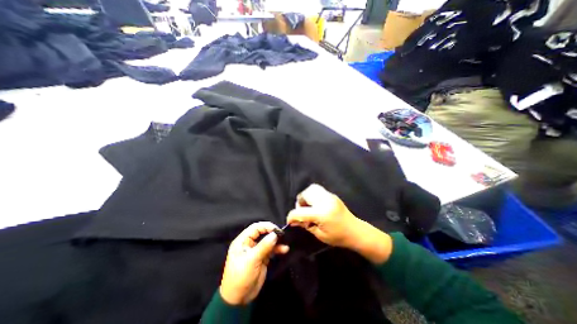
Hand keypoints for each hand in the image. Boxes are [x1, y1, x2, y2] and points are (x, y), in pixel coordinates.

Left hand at [220, 221, 287, 304]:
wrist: (239, 300)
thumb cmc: (241, 277)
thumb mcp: (251, 260)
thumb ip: (264, 246)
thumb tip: (275, 234)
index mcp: (242, 241)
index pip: (255, 228)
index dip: (265, 226)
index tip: (276, 229)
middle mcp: (249, 243)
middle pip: (262, 233)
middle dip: (272, 233)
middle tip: (282, 234)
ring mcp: (256, 251)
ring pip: (268, 241)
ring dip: (276, 241)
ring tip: (285, 241)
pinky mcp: (262, 258)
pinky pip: (271, 250)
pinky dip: (278, 249)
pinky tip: (284, 249)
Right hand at [287, 185, 361, 247]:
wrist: (355, 231)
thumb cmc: (338, 237)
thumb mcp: (320, 235)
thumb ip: (306, 225)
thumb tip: (295, 221)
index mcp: (321, 214)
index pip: (300, 212)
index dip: (291, 217)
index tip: (290, 221)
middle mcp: (324, 201)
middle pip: (305, 194)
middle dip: (299, 203)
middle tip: (303, 212)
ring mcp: (329, 196)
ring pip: (311, 188)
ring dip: (306, 196)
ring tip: (309, 206)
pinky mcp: (332, 195)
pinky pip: (318, 190)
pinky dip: (313, 195)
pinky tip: (316, 205)